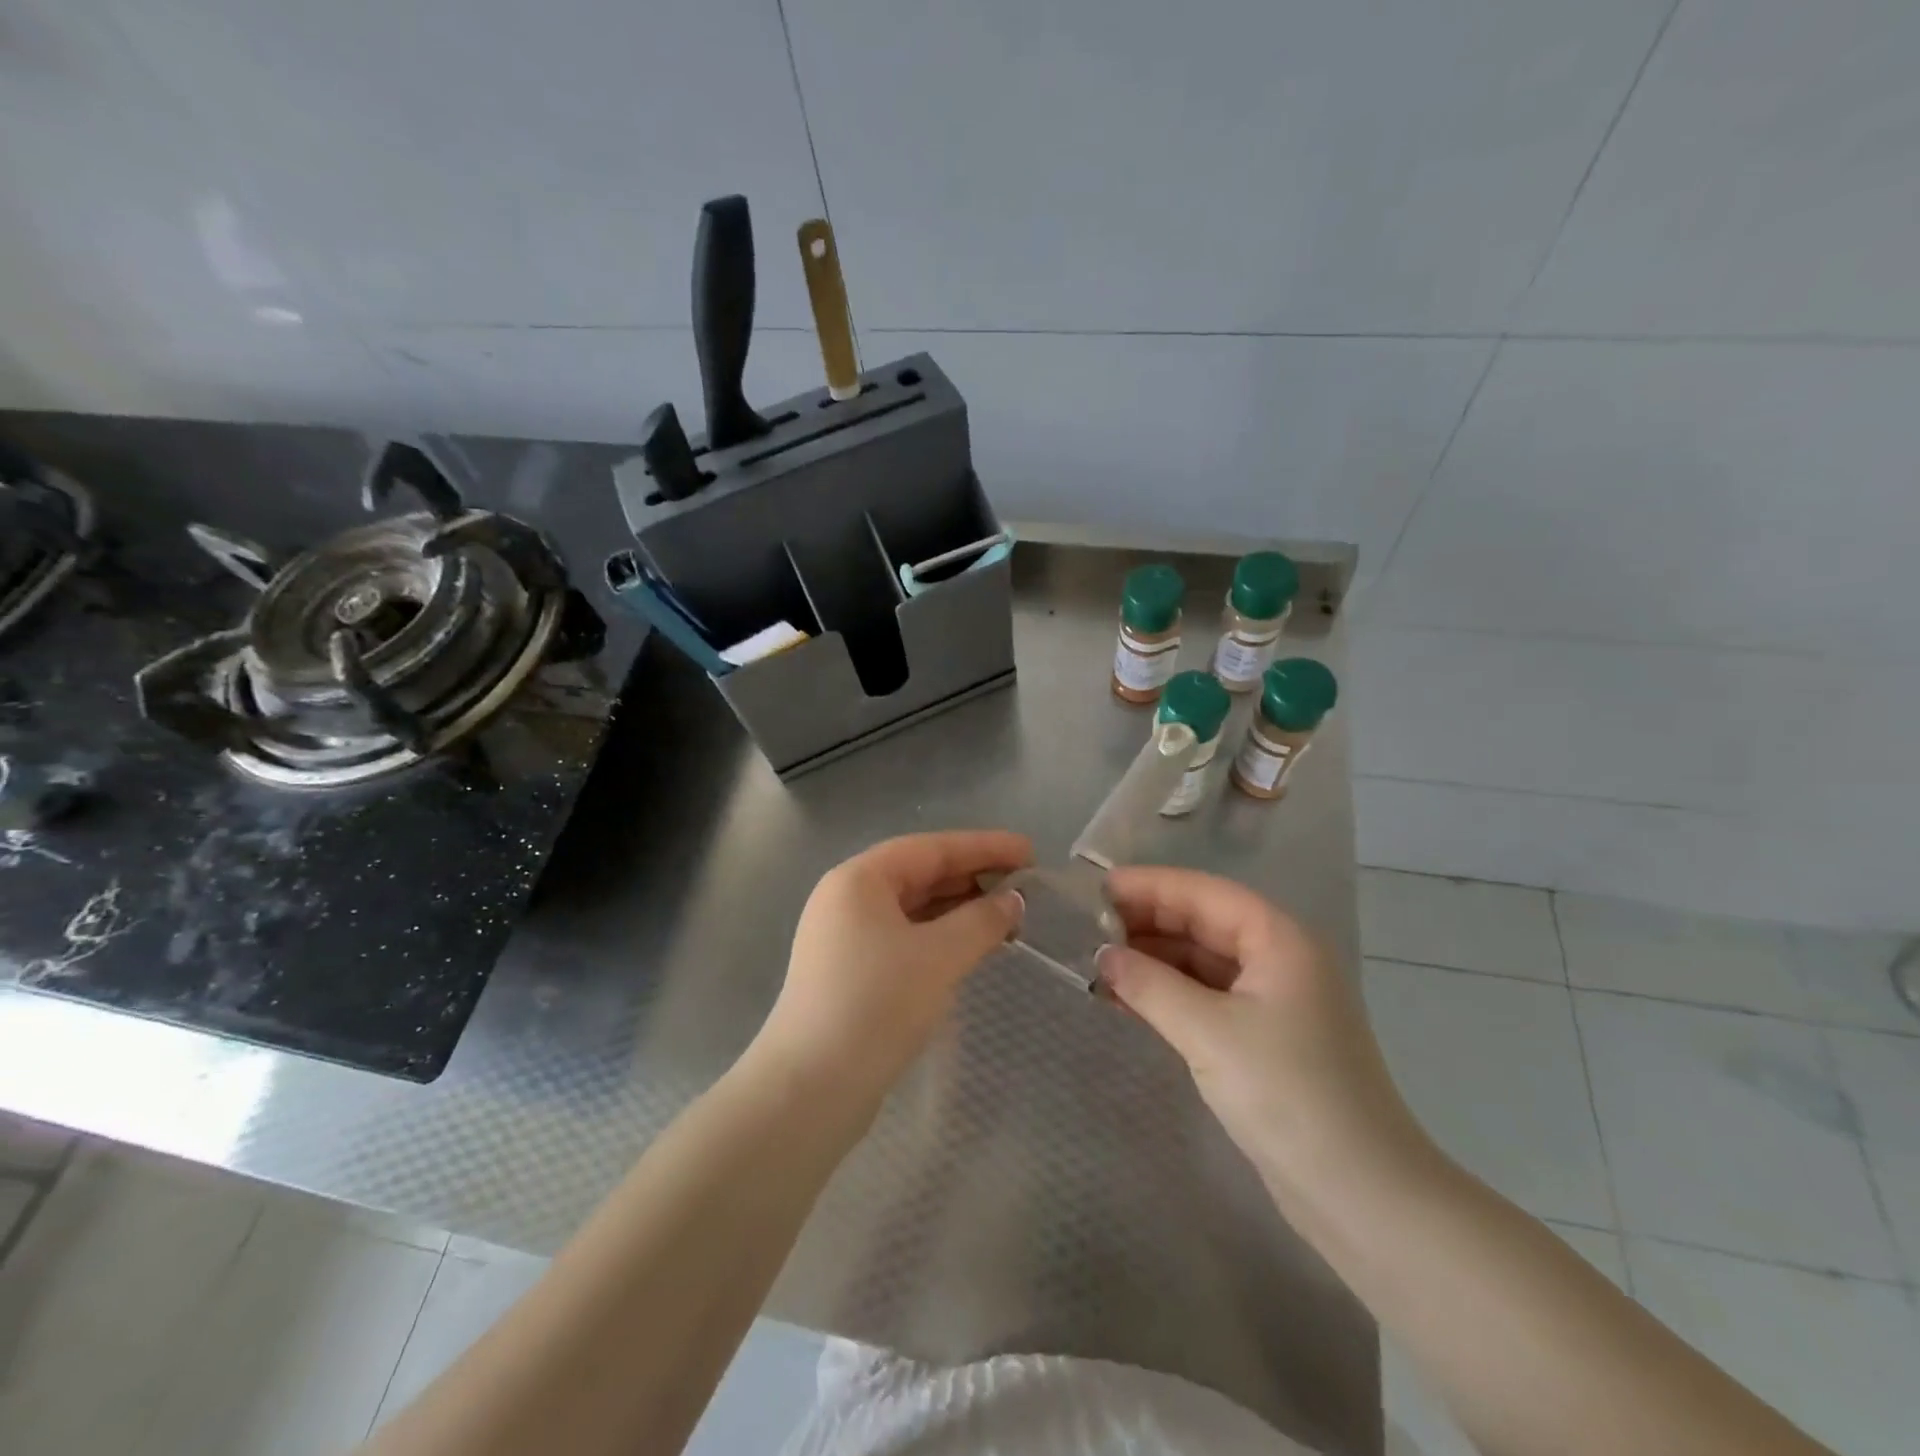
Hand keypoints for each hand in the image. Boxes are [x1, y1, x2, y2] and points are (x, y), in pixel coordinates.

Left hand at [755, 830, 1030, 1104]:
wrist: (809, 1089)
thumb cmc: (875, 1005)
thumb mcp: (938, 957)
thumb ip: (981, 921)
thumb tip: (1013, 901)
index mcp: (859, 879)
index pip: (931, 848)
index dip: (984, 847)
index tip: (1029, 852)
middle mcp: (848, 899)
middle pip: (921, 874)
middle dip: (974, 878)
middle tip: (1026, 887)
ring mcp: (846, 937)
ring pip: (914, 908)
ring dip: (960, 910)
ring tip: (1008, 917)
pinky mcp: (851, 972)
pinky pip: (906, 937)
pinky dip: (941, 937)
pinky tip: (972, 947)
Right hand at [1097, 866, 1428, 1195]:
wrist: (1361, 1196)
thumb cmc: (1288, 1094)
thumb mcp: (1209, 1033)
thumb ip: (1150, 985)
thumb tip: (1102, 954)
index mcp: (1279, 940)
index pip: (1203, 893)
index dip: (1149, 886)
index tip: (1096, 890)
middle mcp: (1279, 959)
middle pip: (1203, 922)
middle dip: (1146, 923)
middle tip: (1087, 929)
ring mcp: (1273, 1001)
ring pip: (1201, 961)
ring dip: (1153, 961)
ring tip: (1097, 963)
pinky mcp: (1263, 1039)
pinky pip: (1206, 998)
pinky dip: (1168, 995)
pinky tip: (1125, 999)